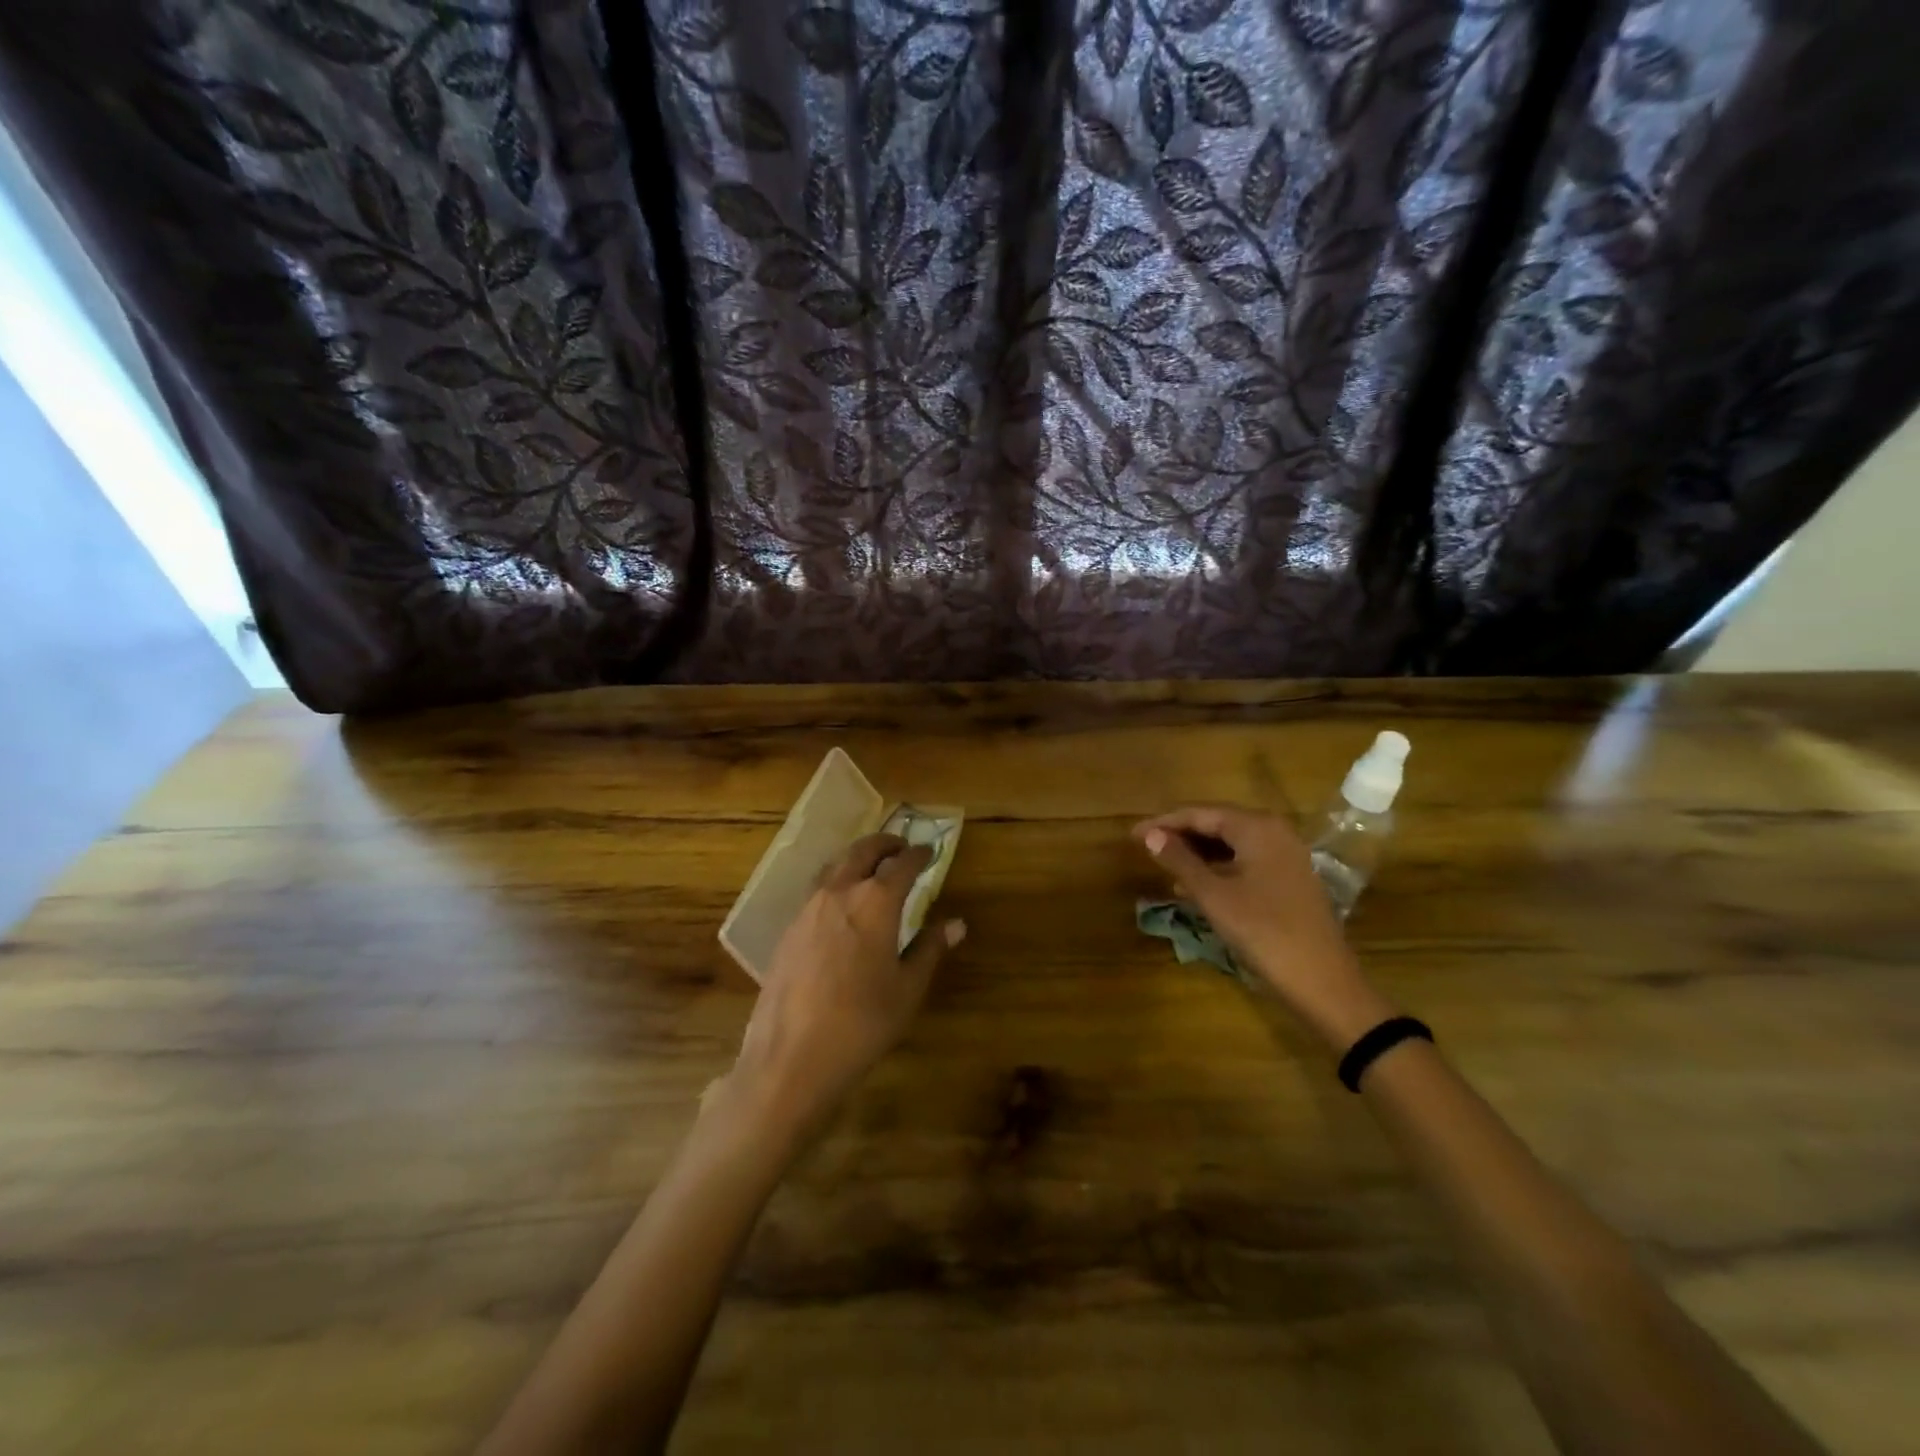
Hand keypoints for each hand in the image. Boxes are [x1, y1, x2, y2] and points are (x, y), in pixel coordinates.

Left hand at [729, 833, 963, 1135]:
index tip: (929, 852)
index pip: (902, 864)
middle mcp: (839, 893)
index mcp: (875, 902)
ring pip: (834, 866)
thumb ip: (930, 949)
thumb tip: (956, 924)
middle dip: (884, 843)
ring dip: (856, 858)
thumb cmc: (862, 1023)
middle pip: (862, 851)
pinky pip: (816, 890)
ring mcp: (808, 909)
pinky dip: (835, 882)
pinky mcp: (788, 929)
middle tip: (900, 847)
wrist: (792, 1058)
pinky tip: (841, 906)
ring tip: (870, 868)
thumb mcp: (907, 989)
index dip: (919, 855)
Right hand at [1133, 805, 1394, 1050]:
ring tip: (1164, 867)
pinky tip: (1195, 886)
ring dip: (1198, 853)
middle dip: (1180, 835)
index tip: (1132, 835)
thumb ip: (1180, 861)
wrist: (1323, 982)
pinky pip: (1246, 861)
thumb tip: (1150, 835)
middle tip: (1146, 847)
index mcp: (1257, 827)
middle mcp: (1275, 831)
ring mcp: (1287, 855)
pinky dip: (1218, 868)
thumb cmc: (1263, 932)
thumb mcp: (1213, 896)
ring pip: (1232, 843)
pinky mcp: (1290, 878)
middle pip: (1217, 823)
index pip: (1200, 813)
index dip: (1164, 823)